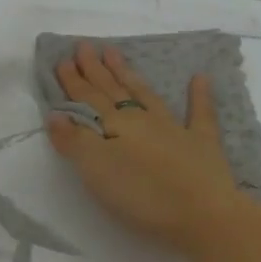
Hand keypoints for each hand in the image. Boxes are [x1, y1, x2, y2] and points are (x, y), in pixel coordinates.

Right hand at [46, 41, 249, 252]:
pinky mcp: (203, 145)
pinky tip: (200, 78)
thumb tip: (55, 114)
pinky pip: (201, 114)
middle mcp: (143, 120)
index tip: (63, 59)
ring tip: (115, 54)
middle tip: (85, 46)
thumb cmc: (144, 195)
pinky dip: (199, 95)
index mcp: (116, 126)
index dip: (74, 81)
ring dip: (129, 75)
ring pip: (146, 95)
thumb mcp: (97, 170)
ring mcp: (175, 129)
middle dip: (96, 70)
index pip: (88, 99)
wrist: (204, 215)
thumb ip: (75, 141)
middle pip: (114, 91)